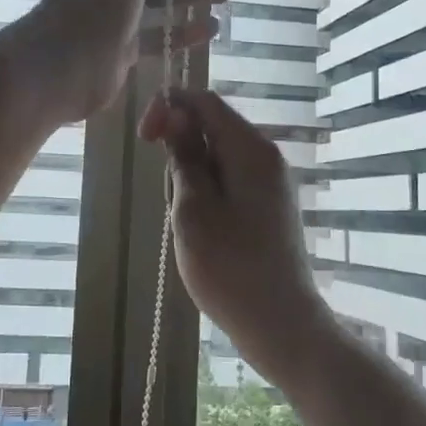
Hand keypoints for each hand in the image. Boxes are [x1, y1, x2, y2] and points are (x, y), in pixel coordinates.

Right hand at [140, 88, 337, 379]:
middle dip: (181, 152)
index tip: (144, 140)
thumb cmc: (230, 267)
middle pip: (212, 128)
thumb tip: (178, 114)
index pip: (205, 101)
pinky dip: (208, 195)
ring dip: (192, 179)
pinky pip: (229, 181)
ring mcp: (270, 182)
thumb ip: (184, 156)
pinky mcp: (268, 206)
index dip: (168, 108)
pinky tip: (204, 233)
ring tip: (190, 226)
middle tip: (174, 202)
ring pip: (217, 158)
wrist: (280, 324)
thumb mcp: (193, 208)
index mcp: (251, 149)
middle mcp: (266, 156)